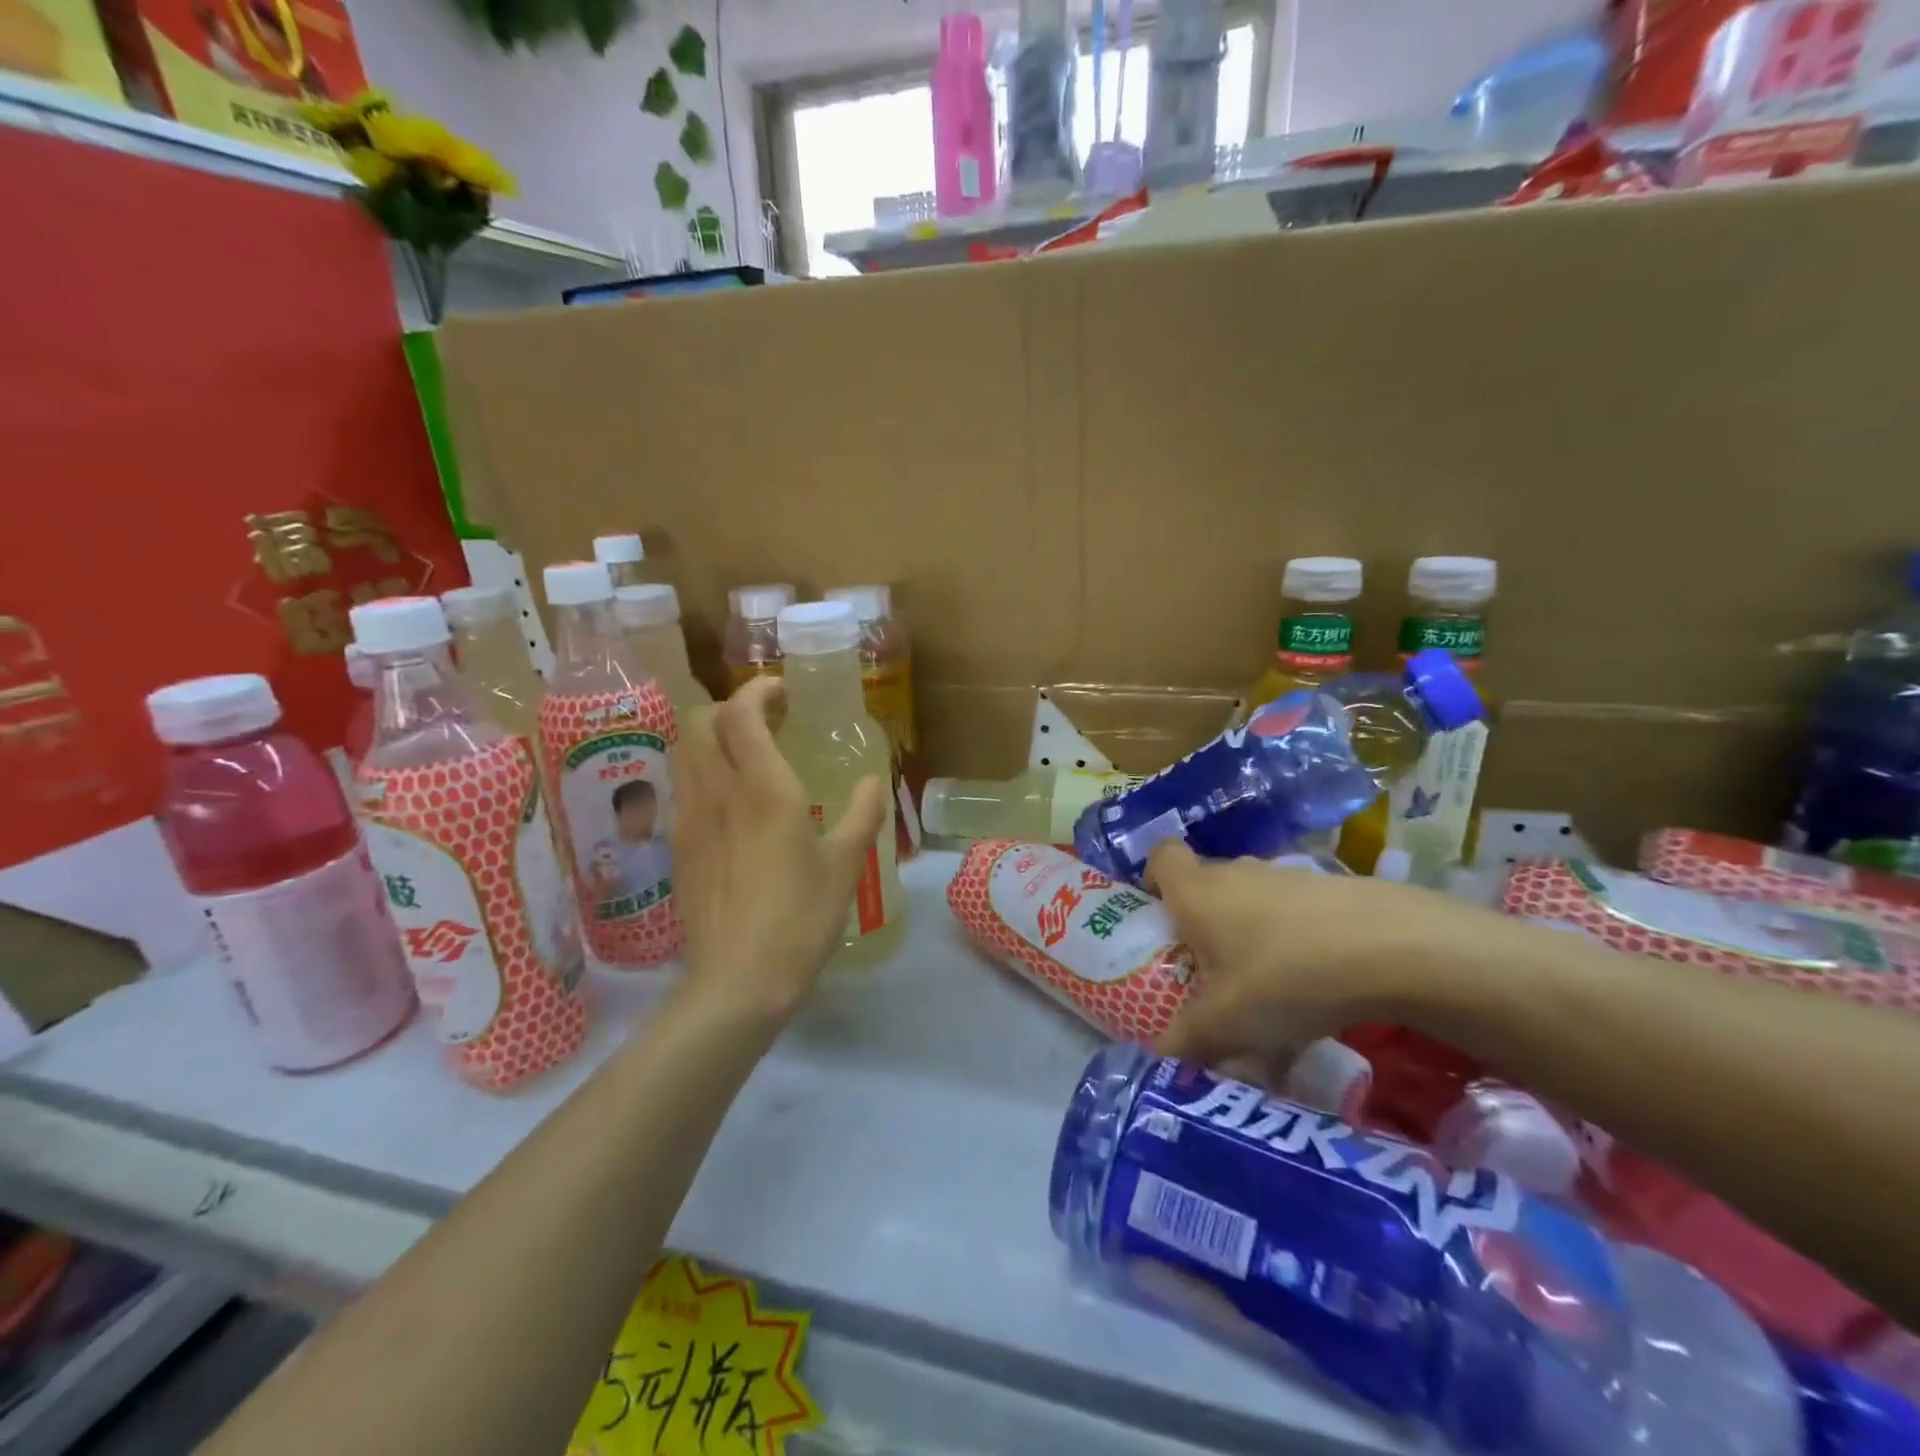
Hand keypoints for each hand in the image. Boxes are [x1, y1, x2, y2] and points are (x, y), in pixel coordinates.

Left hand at [670, 676, 889, 1021]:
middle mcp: (718, 793)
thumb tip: (873, 780)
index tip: (783, 692)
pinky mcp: (677, 846)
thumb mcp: (845, 866)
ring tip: (746, 755)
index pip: (741, 713)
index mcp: (764, 790)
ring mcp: (690, 819)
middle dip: (730, 707)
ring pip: (684, 750)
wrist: (737, 983)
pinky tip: (730, 801)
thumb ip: (862, 815)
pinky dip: (702, 771)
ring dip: (711, 737)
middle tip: (766, 721)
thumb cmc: (800, 920)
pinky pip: (682, 786)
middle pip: (700, 720)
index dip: (758, 690)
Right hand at [1147, 840, 1496, 1072]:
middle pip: (1206, 884)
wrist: (1394, 949)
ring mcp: (1287, 878)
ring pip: (1252, 903)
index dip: (1153, 880)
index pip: (1161, 857)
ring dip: (1250, 939)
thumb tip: (1160, 1054)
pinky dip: (1294, 946)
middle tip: (1209, 973)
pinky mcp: (1332, 891)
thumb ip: (1186, 1039)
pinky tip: (1315, 995)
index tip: (1159, 917)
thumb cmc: (1284, 976)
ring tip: (1266, 996)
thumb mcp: (1226, 1023)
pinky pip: (1295, 917)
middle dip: (1202, 925)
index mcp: (1197, 891)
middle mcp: (1237, 873)